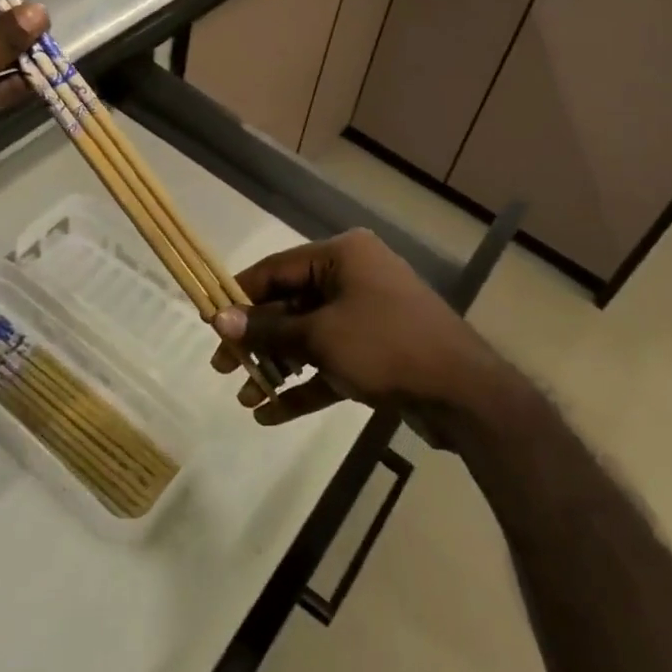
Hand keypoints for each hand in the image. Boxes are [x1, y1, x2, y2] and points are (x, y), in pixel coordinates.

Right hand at [209, 229, 504, 425]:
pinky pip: (331, 363)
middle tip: (223, 369)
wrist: (462, 392)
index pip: (277, 269)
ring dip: (279, 366)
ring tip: (245, 397)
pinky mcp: (377, 352)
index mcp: (342, 256)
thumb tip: (220, 321)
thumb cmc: (385, 345)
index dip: (240, 296)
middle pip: (291, 304)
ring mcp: (366, 315)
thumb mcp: (320, 336)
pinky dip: (305, 385)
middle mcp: (353, 277)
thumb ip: (269, 330)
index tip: (209, 322)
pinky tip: (271, 415)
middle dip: (258, 340)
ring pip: (309, 337)